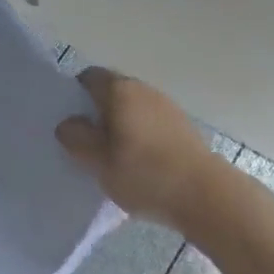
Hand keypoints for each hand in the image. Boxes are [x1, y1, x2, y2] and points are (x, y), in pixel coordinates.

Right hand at [55, 68, 225, 230]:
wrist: (207, 195)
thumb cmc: (146, 174)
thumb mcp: (99, 162)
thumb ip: (77, 139)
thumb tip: (67, 124)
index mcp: (120, 90)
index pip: (89, 77)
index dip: (76, 95)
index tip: (73, 122)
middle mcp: (143, 89)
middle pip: (112, 91)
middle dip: (99, 112)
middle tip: (89, 143)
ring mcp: (166, 106)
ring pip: (133, 108)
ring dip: (122, 125)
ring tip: (115, 158)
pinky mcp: (183, 127)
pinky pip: (151, 123)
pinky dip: (141, 136)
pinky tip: (142, 165)